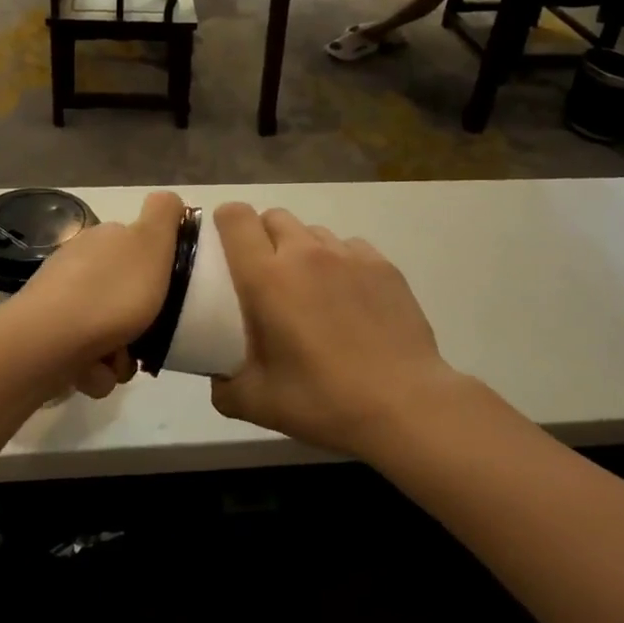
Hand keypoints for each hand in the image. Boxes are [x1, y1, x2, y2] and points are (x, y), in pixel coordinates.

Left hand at [7, 190, 182, 396]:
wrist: (47, 343)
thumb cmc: (111, 293)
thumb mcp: (151, 243)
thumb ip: (165, 215)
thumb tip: (171, 200)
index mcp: (104, 238)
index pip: (139, 247)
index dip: (159, 270)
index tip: (170, 292)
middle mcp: (79, 263)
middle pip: (125, 294)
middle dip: (141, 321)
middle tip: (150, 335)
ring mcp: (59, 300)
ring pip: (108, 330)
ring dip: (120, 353)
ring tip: (118, 361)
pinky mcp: (46, 336)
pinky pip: (86, 356)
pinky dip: (95, 369)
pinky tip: (93, 372)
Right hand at [209, 204, 468, 457]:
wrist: (404, 405)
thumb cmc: (323, 400)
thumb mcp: (257, 404)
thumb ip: (224, 386)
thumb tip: (218, 377)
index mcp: (266, 277)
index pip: (236, 217)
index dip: (225, 223)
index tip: (224, 248)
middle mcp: (305, 253)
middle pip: (274, 217)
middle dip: (263, 236)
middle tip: (267, 276)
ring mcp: (348, 255)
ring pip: (313, 232)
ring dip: (302, 250)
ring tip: (311, 290)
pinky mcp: (383, 265)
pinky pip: (350, 247)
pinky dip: (340, 262)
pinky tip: (349, 298)